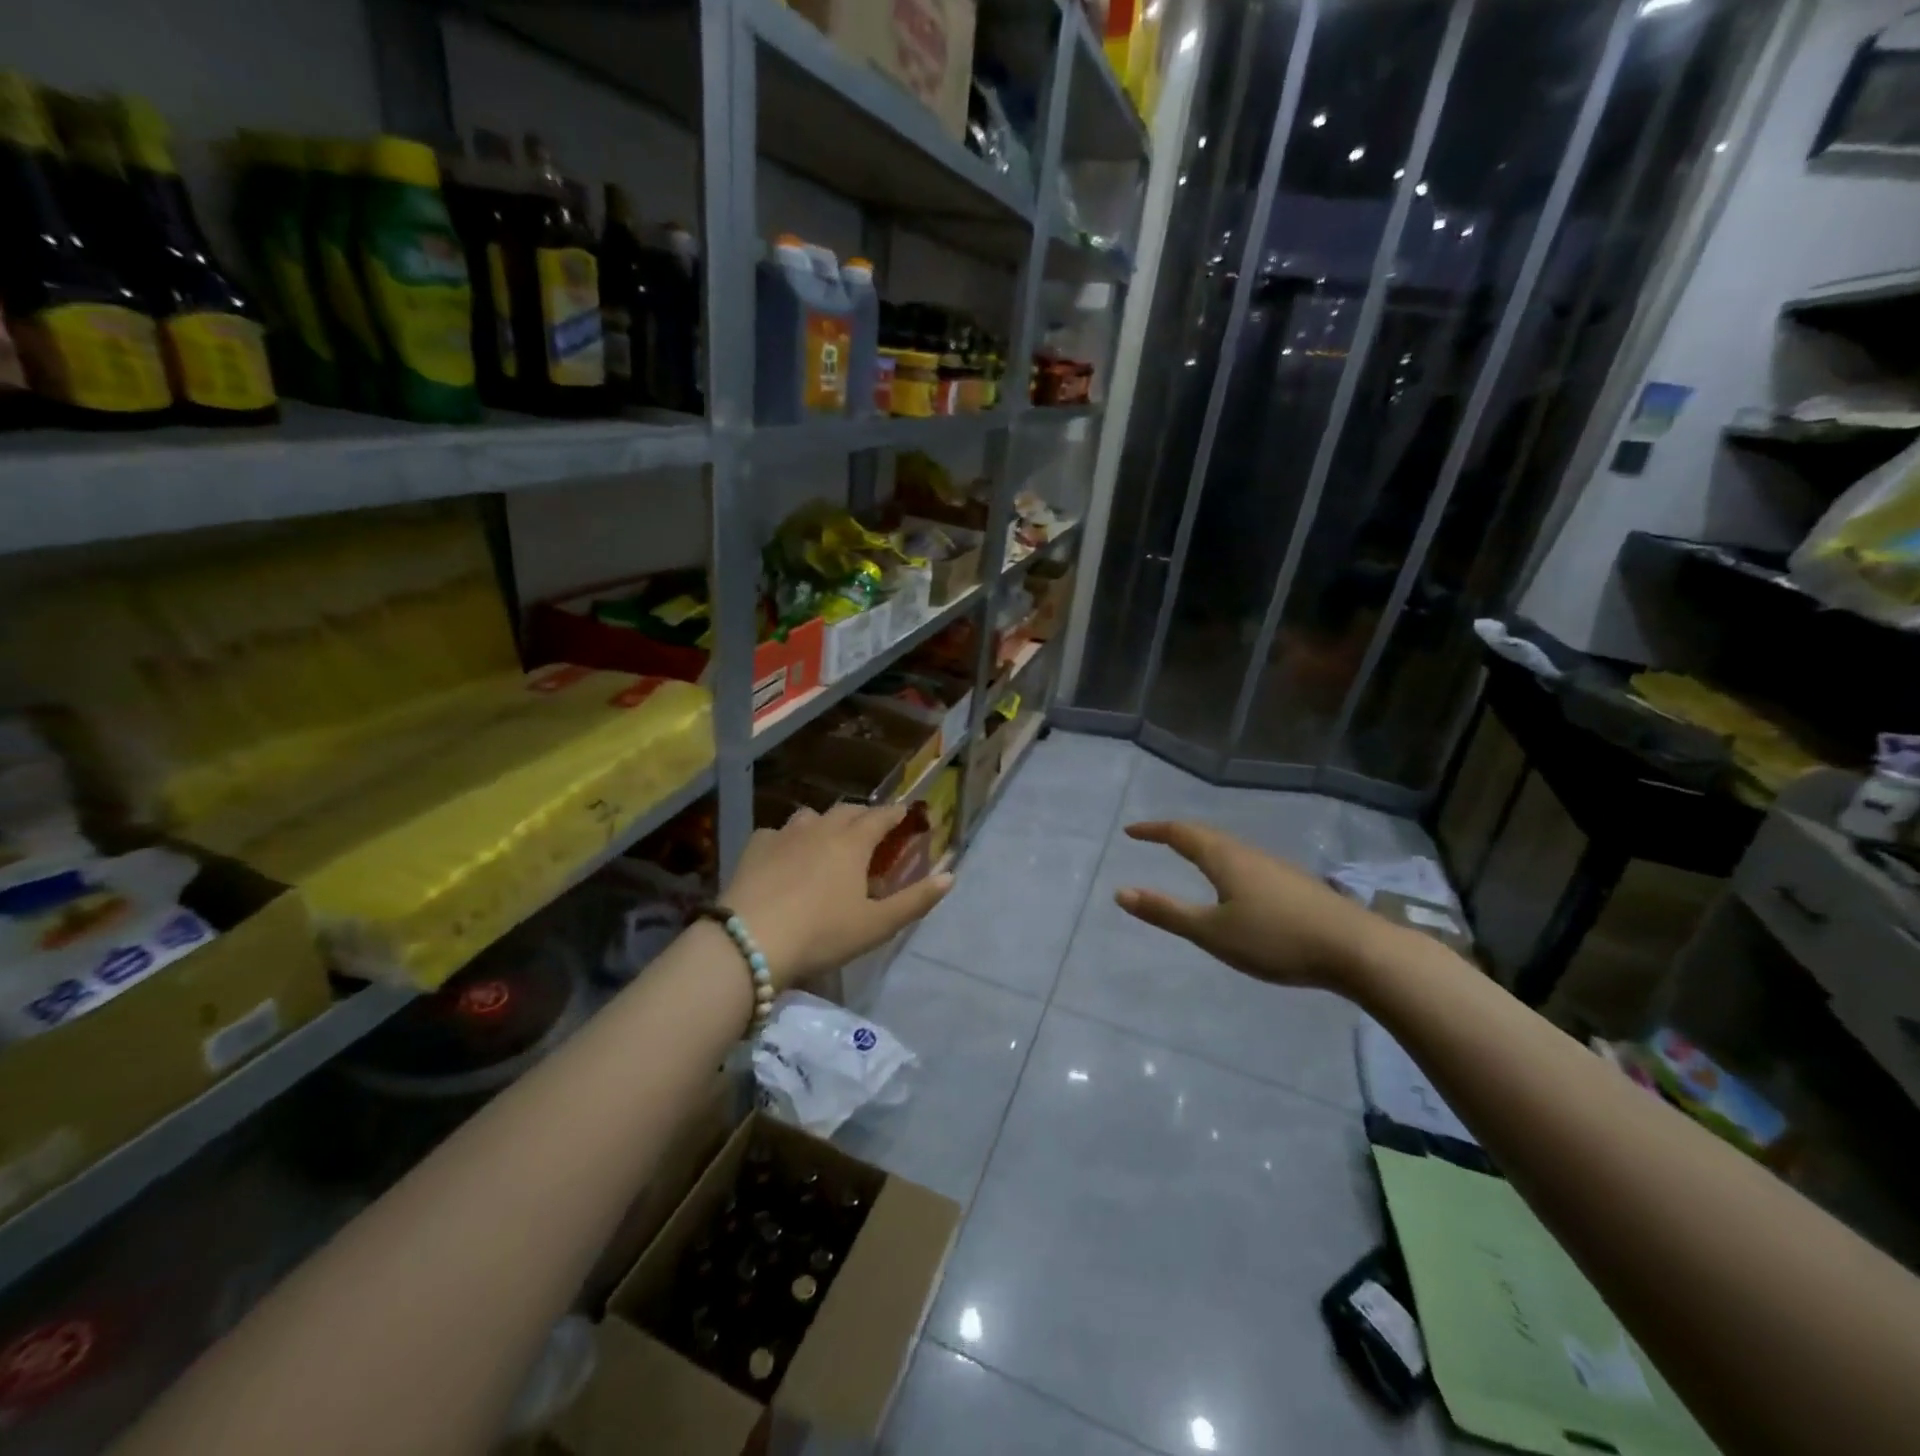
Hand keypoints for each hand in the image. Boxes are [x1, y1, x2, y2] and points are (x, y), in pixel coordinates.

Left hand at [722, 803, 953, 990]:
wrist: (750, 941)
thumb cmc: (822, 934)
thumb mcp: (876, 925)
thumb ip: (915, 900)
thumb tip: (950, 876)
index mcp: (853, 843)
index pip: (881, 817)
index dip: (896, 813)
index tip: (906, 813)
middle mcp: (820, 828)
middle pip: (847, 810)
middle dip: (864, 815)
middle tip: (872, 828)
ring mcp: (784, 835)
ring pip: (810, 816)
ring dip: (825, 822)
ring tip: (828, 839)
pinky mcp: (754, 848)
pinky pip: (777, 833)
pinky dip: (788, 839)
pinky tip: (785, 855)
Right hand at [1114, 821, 1404, 993]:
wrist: (1356, 949)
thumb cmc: (1275, 939)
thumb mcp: (1212, 932)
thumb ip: (1167, 912)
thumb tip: (1121, 892)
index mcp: (1224, 858)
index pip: (1181, 833)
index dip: (1154, 830)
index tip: (1131, 831)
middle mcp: (1248, 854)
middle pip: (1206, 835)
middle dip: (1176, 834)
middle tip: (1154, 838)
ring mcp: (1275, 867)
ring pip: (1229, 848)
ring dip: (1202, 847)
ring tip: (1188, 857)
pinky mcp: (1294, 884)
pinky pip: (1246, 862)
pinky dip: (1224, 863)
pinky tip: (1233, 884)